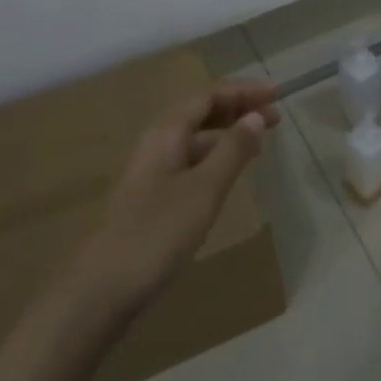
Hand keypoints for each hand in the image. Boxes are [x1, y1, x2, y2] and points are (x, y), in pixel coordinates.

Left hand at [66, 81, 279, 317]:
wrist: (103, 289)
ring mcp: (152, 171)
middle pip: (200, 112)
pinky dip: (216, 156)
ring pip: (195, 137)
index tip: (277, 94)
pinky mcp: (153, 197)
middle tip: (275, 115)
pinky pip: (191, 161)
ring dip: (228, 132)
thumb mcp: (205, 188)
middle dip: (237, 108)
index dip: (243, 91)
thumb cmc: (158, 231)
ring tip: (258, 141)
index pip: (209, 95)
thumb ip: (233, 150)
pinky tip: (229, 172)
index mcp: (166, 132)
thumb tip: (256, 116)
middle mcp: (157, 143)